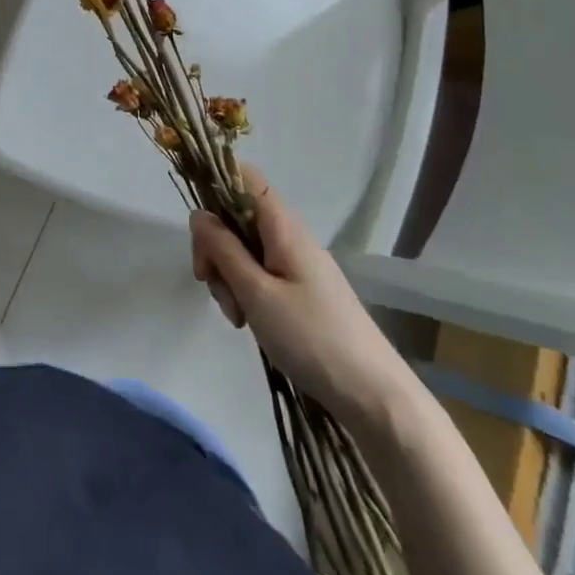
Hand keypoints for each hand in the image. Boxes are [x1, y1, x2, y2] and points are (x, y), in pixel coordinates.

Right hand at [190, 169, 413, 435]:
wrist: (376, 397)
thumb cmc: (312, 338)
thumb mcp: (256, 292)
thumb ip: (223, 249)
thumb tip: (199, 214)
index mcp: (283, 227)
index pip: (244, 177)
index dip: (216, 188)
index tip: (200, 230)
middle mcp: (291, 237)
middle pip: (238, 217)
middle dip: (216, 247)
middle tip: (211, 285)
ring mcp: (299, 265)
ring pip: (247, 250)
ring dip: (229, 276)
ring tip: (237, 316)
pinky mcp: (303, 291)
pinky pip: (262, 275)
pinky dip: (247, 293)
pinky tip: (249, 322)